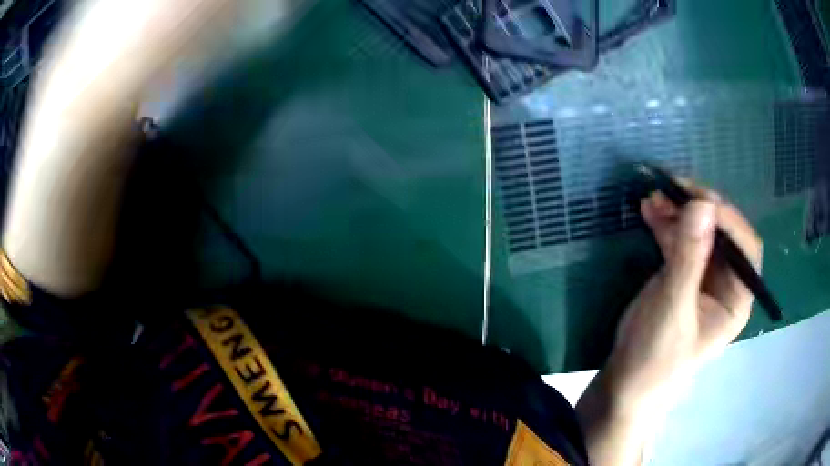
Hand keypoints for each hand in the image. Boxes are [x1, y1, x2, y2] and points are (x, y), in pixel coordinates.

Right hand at [606, 185, 762, 410]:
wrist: (626, 383)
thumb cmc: (656, 357)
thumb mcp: (673, 308)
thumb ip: (689, 257)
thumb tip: (703, 204)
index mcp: (735, 299)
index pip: (745, 249)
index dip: (729, 221)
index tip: (700, 202)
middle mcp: (724, 283)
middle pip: (722, 235)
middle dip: (700, 210)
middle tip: (674, 190)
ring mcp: (702, 277)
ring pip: (699, 233)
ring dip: (679, 212)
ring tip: (655, 197)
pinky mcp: (681, 274)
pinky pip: (679, 241)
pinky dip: (666, 223)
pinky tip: (650, 210)